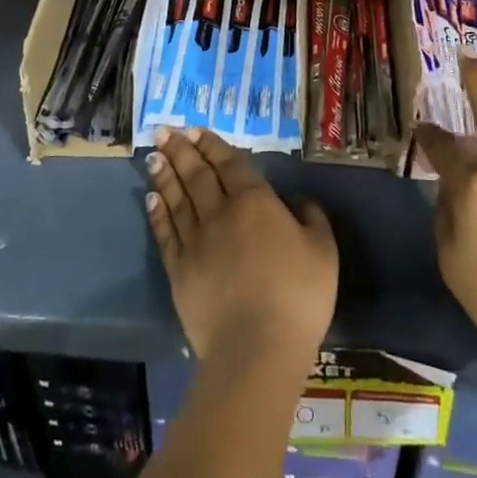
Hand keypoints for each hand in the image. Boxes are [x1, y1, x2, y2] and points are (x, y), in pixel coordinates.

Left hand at [146, 127, 337, 366]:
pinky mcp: (179, 271)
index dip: (213, 145)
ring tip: (154, 155)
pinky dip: (158, 213)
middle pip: (198, 174)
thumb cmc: (298, 297)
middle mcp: (220, 213)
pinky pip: (166, 233)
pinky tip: (152, 198)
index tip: (196, 130)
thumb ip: (312, 218)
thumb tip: (298, 200)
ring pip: (177, 198)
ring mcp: (196, 241)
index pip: (230, 164)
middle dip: (182, 150)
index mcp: (255, 202)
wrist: (257, 348)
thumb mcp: (324, 251)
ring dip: (165, 174)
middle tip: (165, 131)